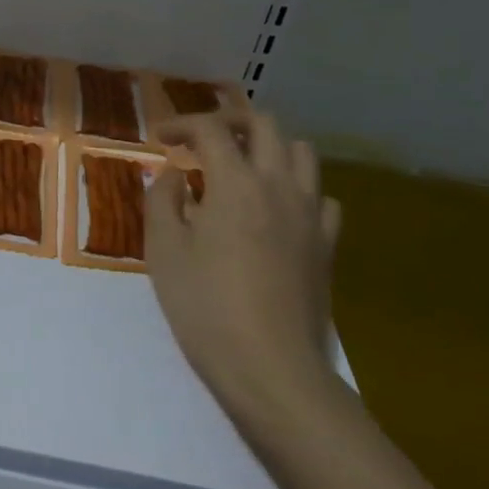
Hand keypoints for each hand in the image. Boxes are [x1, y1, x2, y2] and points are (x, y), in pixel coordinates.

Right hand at [145, 104, 343, 427]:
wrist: (269, 367)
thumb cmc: (204, 306)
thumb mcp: (163, 250)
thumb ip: (163, 199)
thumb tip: (175, 174)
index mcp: (236, 183)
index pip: (211, 129)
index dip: (182, 124)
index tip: (160, 137)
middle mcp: (279, 186)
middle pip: (265, 125)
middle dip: (229, 122)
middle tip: (201, 139)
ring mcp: (311, 215)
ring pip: (302, 152)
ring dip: (268, 147)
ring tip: (240, 167)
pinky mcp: (327, 244)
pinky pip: (321, 197)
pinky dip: (296, 189)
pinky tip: (275, 210)